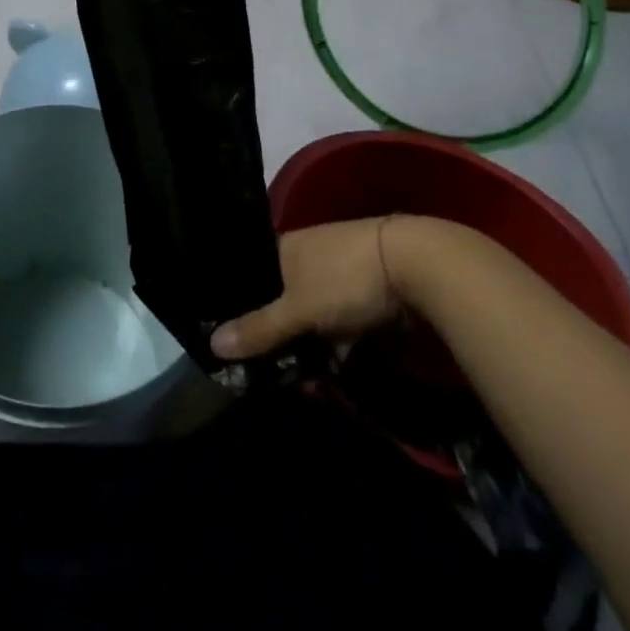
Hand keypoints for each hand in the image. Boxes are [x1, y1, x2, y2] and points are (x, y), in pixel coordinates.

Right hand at [210, 218, 404, 359]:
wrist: (418, 266)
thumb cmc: (346, 277)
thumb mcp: (298, 308)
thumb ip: (259, 329)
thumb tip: (211, 343)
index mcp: (284, 247)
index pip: (251, 276)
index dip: (241, 308)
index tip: (233, 343)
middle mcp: (306, 256)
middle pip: (279, 301)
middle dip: (276, 338)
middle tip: (269, 375)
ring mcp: (337, 274)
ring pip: (309, 317)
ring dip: (306, 348)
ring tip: (302, 383)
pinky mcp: (364, 294)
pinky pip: (337, 325)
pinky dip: (333, 347)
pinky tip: (330, 373)